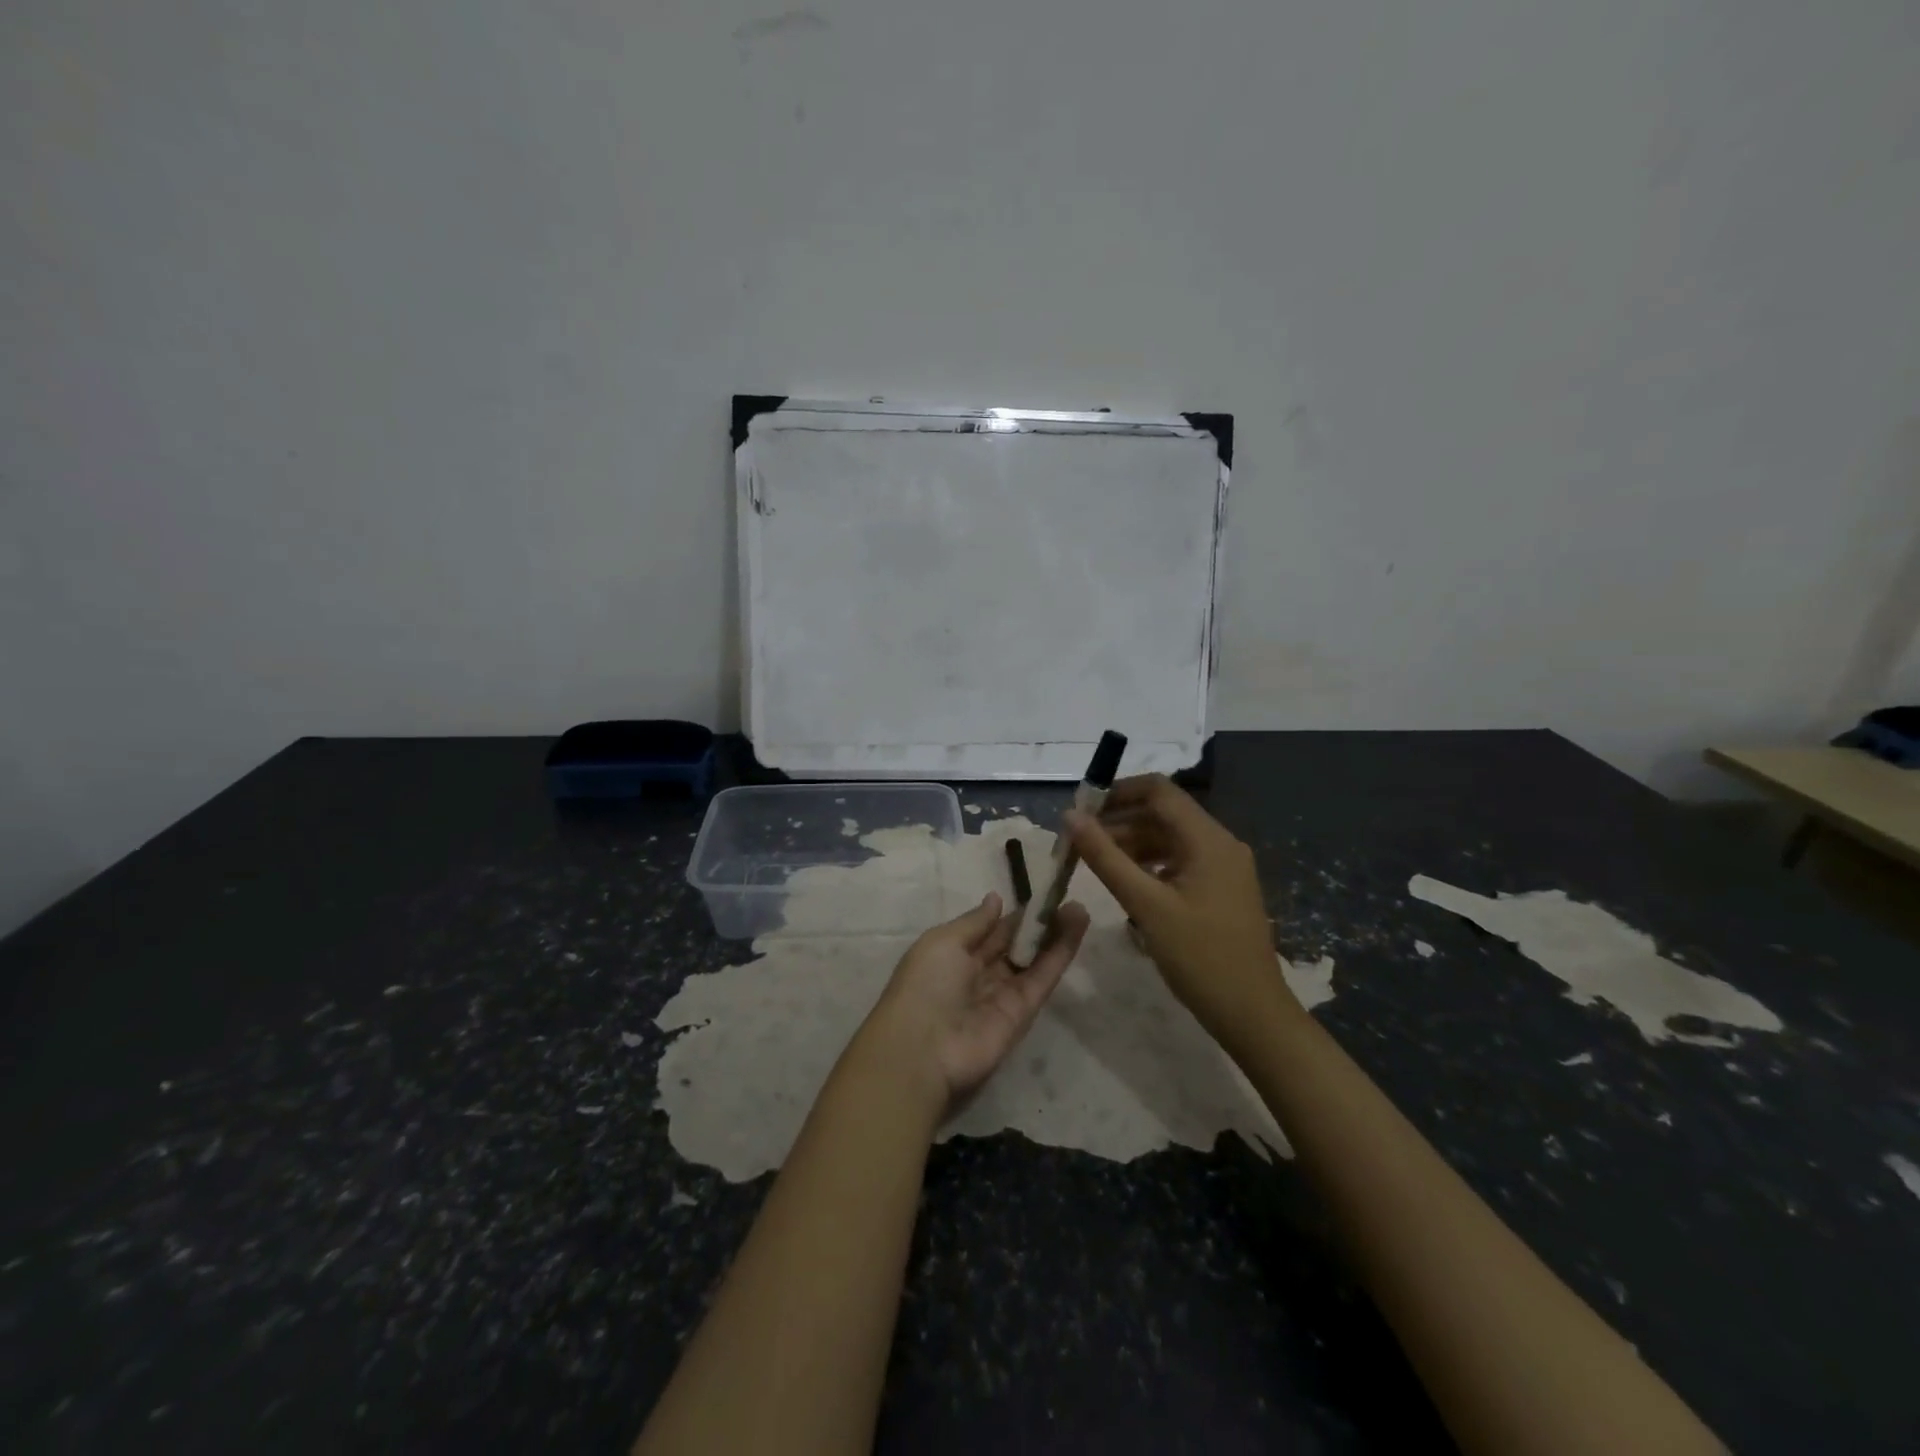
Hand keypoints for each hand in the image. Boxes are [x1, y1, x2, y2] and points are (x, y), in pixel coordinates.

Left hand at [859, 892, 1089, 1112]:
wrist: (924, 1050)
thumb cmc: (925, 985)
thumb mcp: (943, 942)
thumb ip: (975, 922)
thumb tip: (995, 899)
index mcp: (955, 955)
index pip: (991, 931)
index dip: (1014, 915)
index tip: (1040, 895)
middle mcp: (980, 974)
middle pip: (1016, 944)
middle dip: (1039, 923)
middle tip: (1065, 897)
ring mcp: (1004, 993)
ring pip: (1035, 959)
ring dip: (1056, 934)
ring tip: (1079, 907)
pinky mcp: (1024, 1012)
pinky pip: (1044, 977)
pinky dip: (1061, 953)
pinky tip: (1077, 927)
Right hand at [1064, 774, 1294, 1039]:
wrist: (1252, 1015)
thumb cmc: (1199, 957)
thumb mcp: (1146, 906)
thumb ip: (1106, 858)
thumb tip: (1070, 817)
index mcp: (1208, 839)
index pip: (1159, 790)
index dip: (1117, 792)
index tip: (1081, 809)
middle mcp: (1220, 844)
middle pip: (1162, 814)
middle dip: (1119, 822)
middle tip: (1079, 842)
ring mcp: (1223, 868)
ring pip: (1169, 839)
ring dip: (1131, 845)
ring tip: (1094, 864)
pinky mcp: (1220, 890)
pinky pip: (1179, 862)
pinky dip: (1150, 865)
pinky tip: (1126, 884)